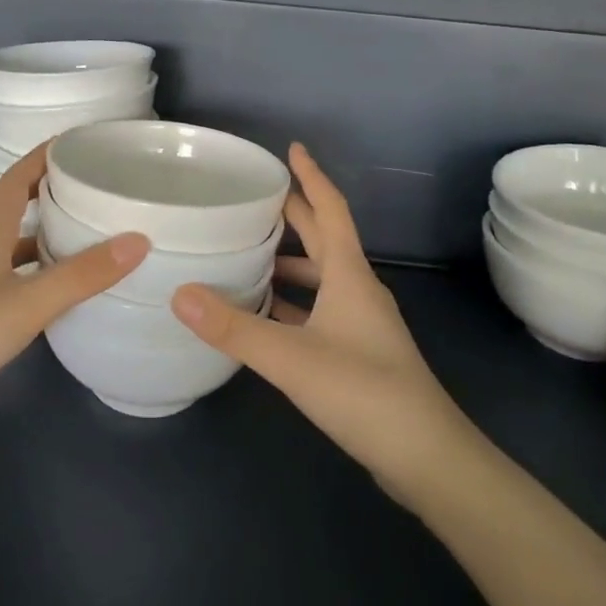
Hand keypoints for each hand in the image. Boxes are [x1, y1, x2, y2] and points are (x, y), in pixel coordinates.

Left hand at [0, 144, 147, 453]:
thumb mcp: (27, 303)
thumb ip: (81, 274)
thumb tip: (139, 239)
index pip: (13, 179)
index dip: (40, 156)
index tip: (75, 141)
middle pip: (1, 204)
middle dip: (35, 187)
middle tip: (75, 183)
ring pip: (3, 244)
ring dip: (33, 230)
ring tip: (74, 230)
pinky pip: (7, 279)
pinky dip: (30, 273)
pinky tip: (52, 290)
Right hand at [171, 144, 470, 499]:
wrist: (426, 457)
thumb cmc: (363, 391)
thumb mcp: (291, 358)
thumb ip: (233, 327)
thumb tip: (179, 293)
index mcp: (349, 274)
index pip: (330, 210)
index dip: (311, 176)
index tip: (292, 149)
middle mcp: (358, 289)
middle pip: (325, 238)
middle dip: (295, 214)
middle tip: (257, 198)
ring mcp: (361, 322)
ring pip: (321, 277)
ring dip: (290, 262)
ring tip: (248, 254)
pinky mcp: (358, 352)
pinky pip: (319, 309)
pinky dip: (293, 303)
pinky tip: (265, 315)